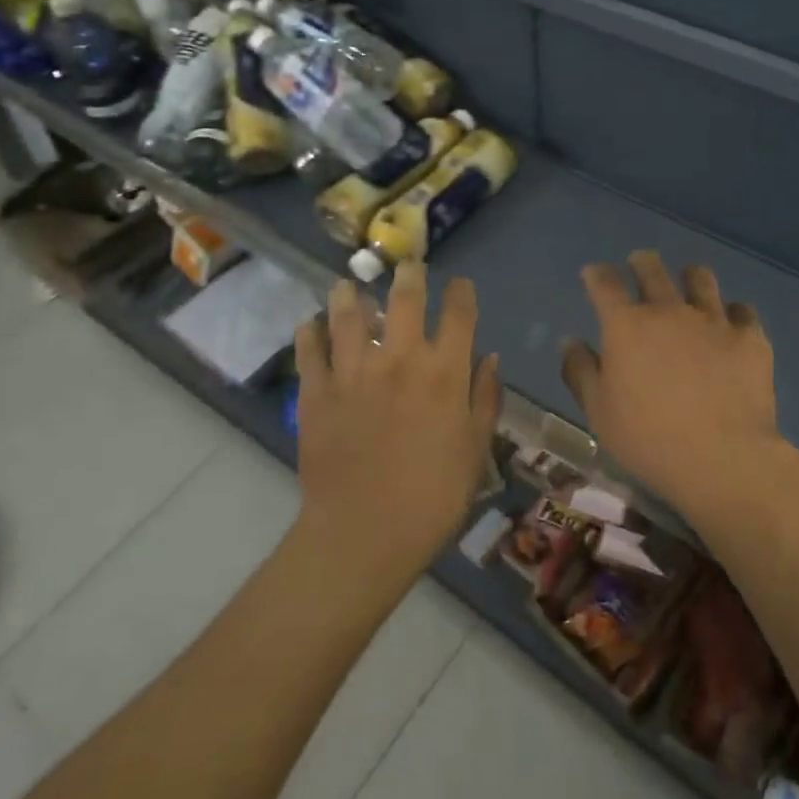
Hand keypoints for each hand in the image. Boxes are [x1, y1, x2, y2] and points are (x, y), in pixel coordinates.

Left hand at [292, 265, 499, 575]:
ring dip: (349, 294)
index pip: (459, 313)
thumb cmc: (433, 496)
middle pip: (405, 298)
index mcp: (444, 372)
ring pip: (348, 313)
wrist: (365, 532)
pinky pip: (309, 349)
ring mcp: (353, 370)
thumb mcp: (475, 449)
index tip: (460, 286)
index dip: (461, 292)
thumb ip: (485, 398)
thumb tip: (490, 358)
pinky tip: (310, 325)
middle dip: (410, 275)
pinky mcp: (317, 390)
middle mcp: (400, 358)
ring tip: (348, 286)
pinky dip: (309, 332)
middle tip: (408, 267)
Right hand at [562, 251, 792, 525]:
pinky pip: (742, 310)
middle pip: (652, 269)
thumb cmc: (648, 438)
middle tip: (639, 264)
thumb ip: (581, 371)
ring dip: (689, 277)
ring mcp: (713, 320)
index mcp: (626, 325)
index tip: (594, 274)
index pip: (605, 283)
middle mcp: (668, 310)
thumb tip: (570, 342)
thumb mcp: (599, 411)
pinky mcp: (749, 337)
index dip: (597, 274)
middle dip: (642, 262)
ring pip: (700, 278)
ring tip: (688, 283)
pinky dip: (732, 313)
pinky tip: (730, 324)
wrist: (722, 458)